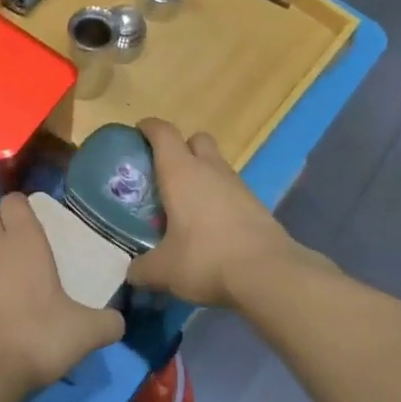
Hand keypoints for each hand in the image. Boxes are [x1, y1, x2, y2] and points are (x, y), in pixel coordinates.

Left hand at [0, 193, 124, 399]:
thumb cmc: (36, 337)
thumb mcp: (84, 333)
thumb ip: (106, 323)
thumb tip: (118, 322)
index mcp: (23, 240)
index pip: (14, 201)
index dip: (22, 209)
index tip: (35, 225)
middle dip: (0, 225)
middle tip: (19, 250)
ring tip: (2, 278)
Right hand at [128, 119, 314, 307]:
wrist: (268, 274)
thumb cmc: (206, 259)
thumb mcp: (164, 270)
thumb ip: (142, 268)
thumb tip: (132, 272)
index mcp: (180, 172)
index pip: (162, 132)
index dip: (149, 127)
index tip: (138, 133)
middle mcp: (209, 169)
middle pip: (196, 139)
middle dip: (181, 147)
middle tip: (165, 172)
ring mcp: (237, 184)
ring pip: (216, 164)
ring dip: (202, 174)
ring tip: (187, 204)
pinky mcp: (256, 204)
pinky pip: (231, 189)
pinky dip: (219, 197)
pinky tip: (211, 225)